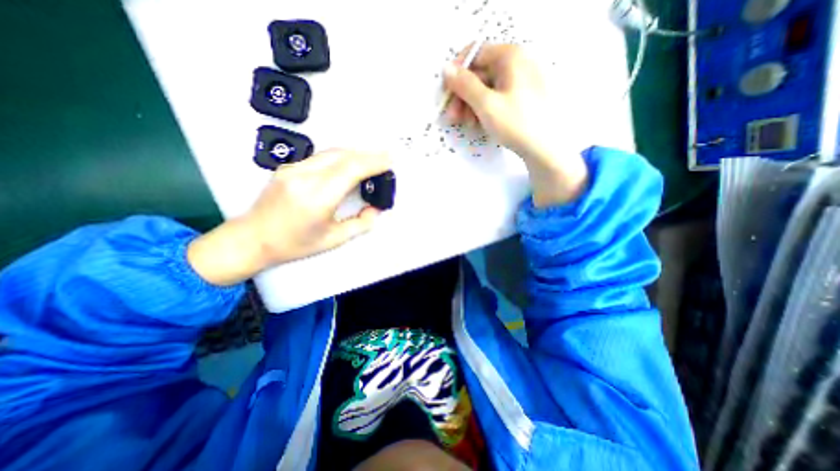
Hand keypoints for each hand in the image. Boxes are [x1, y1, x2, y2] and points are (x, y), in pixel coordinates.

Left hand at [186, 149, 390, 285]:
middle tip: (384, 160)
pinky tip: (348, 166)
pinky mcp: (288, 168)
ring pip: (332, 153)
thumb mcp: (333, 240)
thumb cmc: (292, 244)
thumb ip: (360, 224)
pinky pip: (321, 157)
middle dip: (368, 155)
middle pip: (343, 155)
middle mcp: (304, 178)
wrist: (252, 238)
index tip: (389, 161)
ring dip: (354, 155)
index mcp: (317, 198)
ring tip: (370, 162)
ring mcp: (293, 169)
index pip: (351, 169)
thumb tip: (375, 210)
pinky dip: (340, 158)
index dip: (373, 162)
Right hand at [443, 44, 585, 208]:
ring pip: (488, 88)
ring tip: (468, 125)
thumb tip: (446, 69)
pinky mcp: (523, 97)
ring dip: (472, 105)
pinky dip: (485, 109)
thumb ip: (465, 85)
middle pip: (480, 73)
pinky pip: (498, 97)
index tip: (447, 94)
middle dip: (463, 96)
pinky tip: (480, 124)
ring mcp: (522, 80)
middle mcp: (518, 62)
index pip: (475, 53)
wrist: (545, 148)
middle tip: (453, 117)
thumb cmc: (516, 123)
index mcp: (511, 56)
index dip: (458, 73)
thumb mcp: (486, 104)